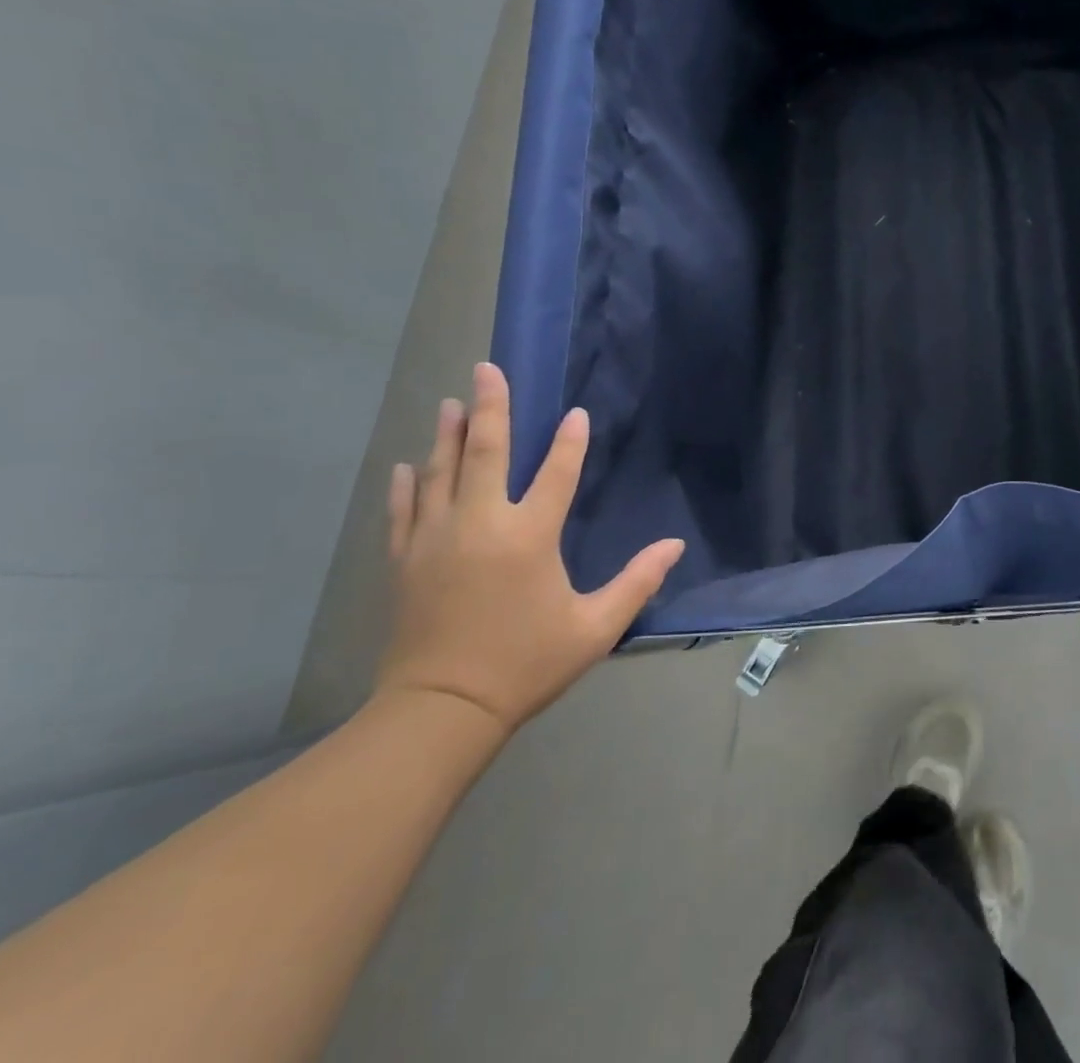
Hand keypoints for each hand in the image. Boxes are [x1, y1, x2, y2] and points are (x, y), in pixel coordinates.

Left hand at [376, 362, 683, 736]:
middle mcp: (480, 525)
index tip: (576, 414)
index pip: (556, 474)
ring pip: (440, 473)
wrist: (440, 711)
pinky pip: (404, 511)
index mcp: (529, 537)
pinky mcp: (405, 562)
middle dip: (490, 407)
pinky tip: (406, 465)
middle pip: (485, 453)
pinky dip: (406, 485)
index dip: (570, 442)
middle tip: (487, 368)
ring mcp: (435, 540)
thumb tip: (675, 545)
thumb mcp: (595, 627)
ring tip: (452, 403)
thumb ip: (637, 581)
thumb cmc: (525, 664)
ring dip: (448, 435)